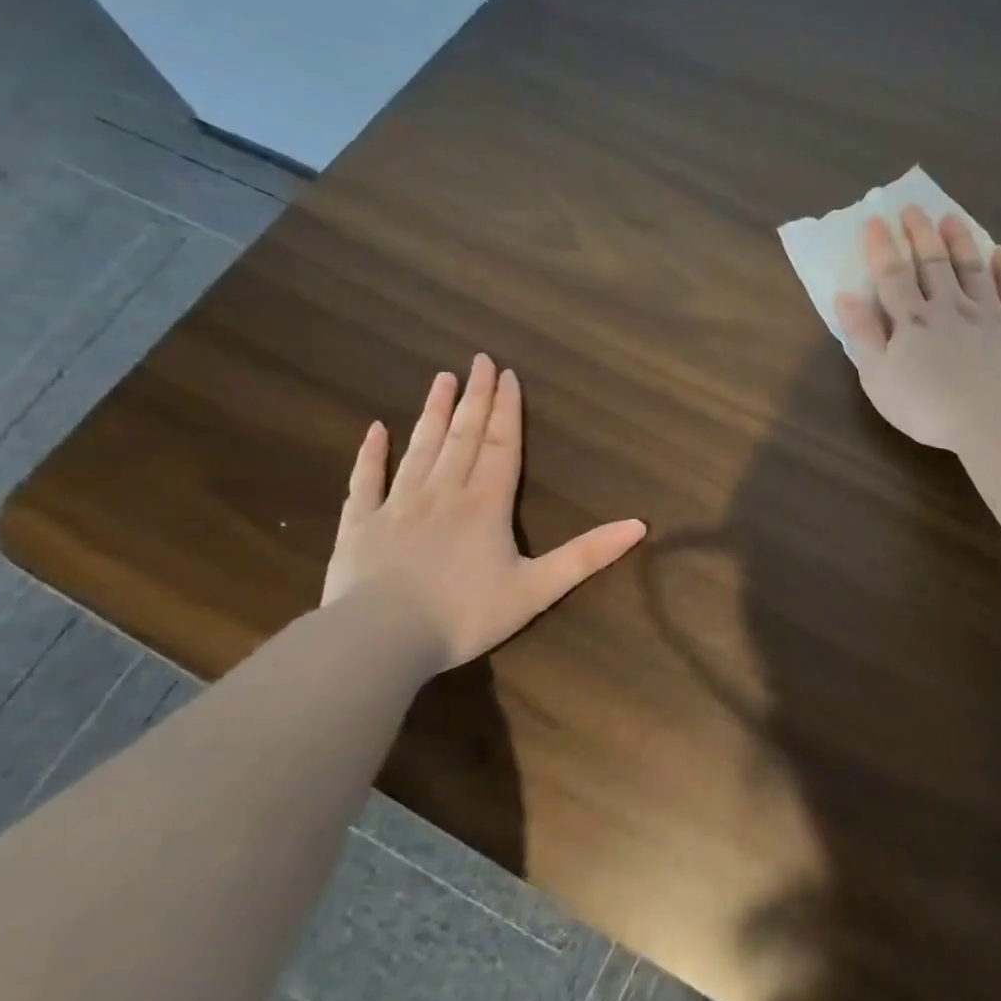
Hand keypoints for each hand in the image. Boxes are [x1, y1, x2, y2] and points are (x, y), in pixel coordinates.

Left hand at [322, 356, 646, 672]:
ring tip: (441, 379)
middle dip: (474, 397)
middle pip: (463, 436)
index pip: (501, 445)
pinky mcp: (360, 524)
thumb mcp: (537, 589)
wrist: (380, 640)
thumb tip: (639, 525)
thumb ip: (587, 556)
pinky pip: (367, 480)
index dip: (507, 410)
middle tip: (478, 360)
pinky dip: (371, 453)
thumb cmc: (464, 615)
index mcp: (485, 504)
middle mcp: (443, 492)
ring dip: (433, 412)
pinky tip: (375, 429)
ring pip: (420, 447)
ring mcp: (397, 504)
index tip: (507, 374)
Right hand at [834, 206, 1000, 452]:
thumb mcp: (878, 378)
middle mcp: (950, 308)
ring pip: (973, 270)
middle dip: (921, 235)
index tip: (875, 220)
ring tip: (952, 218)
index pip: (893, 276)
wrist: (1000, 419)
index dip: (882, 248)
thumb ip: (862, 335)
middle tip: (914, 208)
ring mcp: (990, 316)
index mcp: (912, 321)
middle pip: (934, 265)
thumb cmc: (928, 407)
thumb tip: (845, 296)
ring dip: (961, 243)